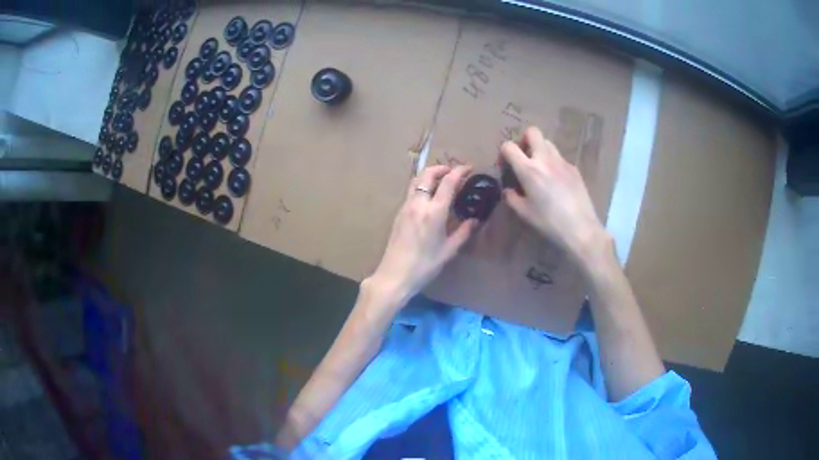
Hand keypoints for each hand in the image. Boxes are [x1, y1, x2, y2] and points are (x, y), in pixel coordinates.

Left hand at [368, 165, 477, 301]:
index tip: (469, 168)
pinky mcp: (399, 213)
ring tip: (442, 181)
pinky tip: (430, 197)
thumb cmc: (424, 266)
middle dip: (442, 168)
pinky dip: (422, 186)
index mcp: (434, 211)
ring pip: (416, 180)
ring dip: (430, 175)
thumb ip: (463, 233)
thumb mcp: (448, 251)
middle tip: (454, 172)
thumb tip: (474, 221)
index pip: (448, 182)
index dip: (460, 171)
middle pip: (427, 174)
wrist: (394, 275)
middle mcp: (418, 203)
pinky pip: (411, 191)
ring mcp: (405, 207)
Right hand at [501, 126, 608, 262]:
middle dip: (524, 139)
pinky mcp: (574, 168)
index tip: (505, 165)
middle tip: (524, 156)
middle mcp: (545, 159)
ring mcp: (562, 162)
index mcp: (529, 170)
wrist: (581, 228)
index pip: (509, 147)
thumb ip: (512, 197)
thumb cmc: (549, 222)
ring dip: (539, 149)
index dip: (503, 152)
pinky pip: (559, 158)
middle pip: (532, 132)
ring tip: (539, 168)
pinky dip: (553, 163)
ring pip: (548, 142)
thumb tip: (508, 190)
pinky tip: (556, 182)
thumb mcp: (525, 213)